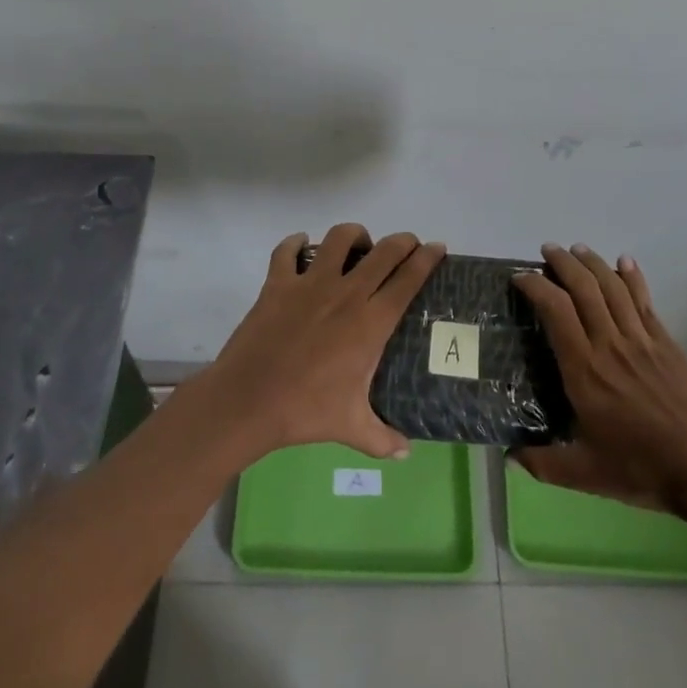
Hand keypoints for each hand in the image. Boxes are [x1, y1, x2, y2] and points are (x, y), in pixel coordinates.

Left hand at [200, 224, 446, 461]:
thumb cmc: (305, 411)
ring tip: (358, 244)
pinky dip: (295, 244)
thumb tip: (406, 452)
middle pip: (383, 252)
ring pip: (338, 238)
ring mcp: (309, 284)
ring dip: (354, 235)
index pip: (407, 280)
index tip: (437, 248)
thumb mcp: (351, 427)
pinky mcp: (278, 283)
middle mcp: (346, 293)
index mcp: (370, 322)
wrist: (249, 400)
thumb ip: (383, 438)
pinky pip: (287, 251)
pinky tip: (301, 246)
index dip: (426, 259)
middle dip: (401, 241)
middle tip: (407, 243)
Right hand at [512, 244, 686, 516]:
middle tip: (547, 251)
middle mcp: (609, 344)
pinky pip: (644, 300)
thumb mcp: (586, 474)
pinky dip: (632, 276)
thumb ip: (543, 463)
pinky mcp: (666, 343)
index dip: (535, 287)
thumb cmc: (643, 469)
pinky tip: (624, 262)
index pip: (555, 311)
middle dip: (562, 263)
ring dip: (593, 262)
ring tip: (576, 249)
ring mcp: (641, 340)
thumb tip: (509, 454)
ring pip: (613, 287)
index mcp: (584, 370)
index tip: (520, 277)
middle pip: (584, 288)